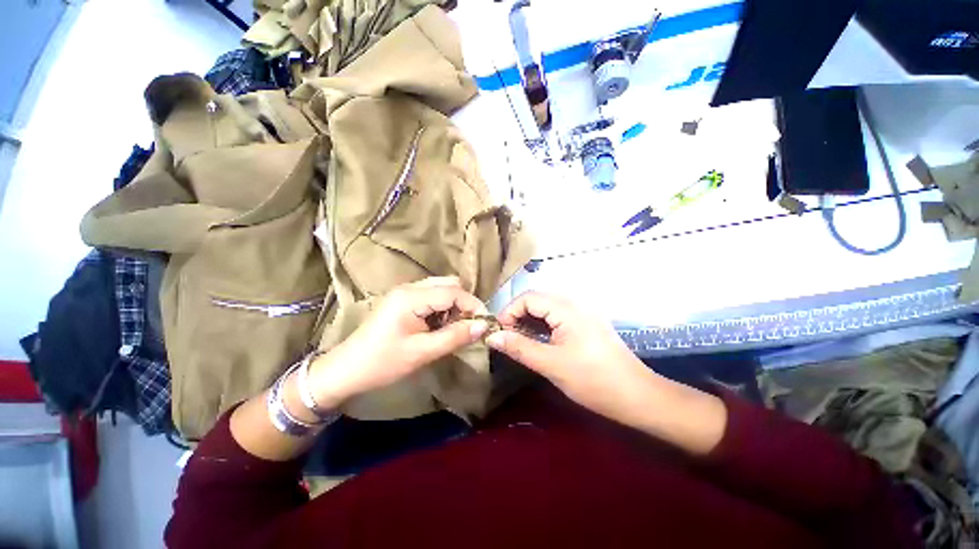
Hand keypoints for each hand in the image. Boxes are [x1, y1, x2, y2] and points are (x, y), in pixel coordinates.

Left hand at [309, 277, 488, 407]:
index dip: (473, 305)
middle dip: (463, 304)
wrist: (346, 370)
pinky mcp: (403, 300)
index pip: (453, 291)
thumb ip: (455, 336)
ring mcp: (405, 292)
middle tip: (468, 327)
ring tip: (454, 328)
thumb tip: (482, 326)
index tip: (485, 323)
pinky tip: (439, 326)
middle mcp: (409, 287)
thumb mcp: (422, 352)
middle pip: (448, 284)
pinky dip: (442, 308)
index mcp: (411, 297)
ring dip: (453, 306)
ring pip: (441, 289)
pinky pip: (431, 296)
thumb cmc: (382, 363)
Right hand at [486, 291, 658, 421]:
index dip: (509, 312)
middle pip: (537, 299)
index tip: (500, 333)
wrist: (637, 396)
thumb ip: (519, 347)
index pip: (528, 297)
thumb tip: (492, 337)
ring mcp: (582, 313)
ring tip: (519, 340)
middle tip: (507, 338)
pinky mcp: (587, 324)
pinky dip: (543, 325)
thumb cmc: (593, 380)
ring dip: (529, 320)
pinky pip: (558, 316)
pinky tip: (538, 340)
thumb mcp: (551, 364)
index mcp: (566, 308)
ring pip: (547, 308)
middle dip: (518, 315)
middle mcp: (574, 304)